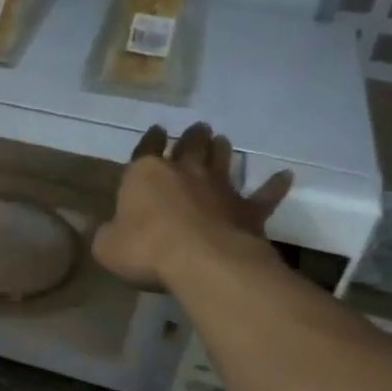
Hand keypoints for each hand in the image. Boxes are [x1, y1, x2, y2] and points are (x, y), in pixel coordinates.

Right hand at [93, 123, 291, 290]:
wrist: (202, 261)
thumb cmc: (145, 249)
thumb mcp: (107, 246)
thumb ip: (107, 234)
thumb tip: (106, 230)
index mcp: (145, 175)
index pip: (145, 149)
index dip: (150, 140)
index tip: (156, 130)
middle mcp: (184, 172)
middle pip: (190, 146)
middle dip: (192, 137)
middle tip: (198, 129)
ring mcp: (219, 188)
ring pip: (222, 160)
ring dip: (222, 150)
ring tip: (223, 141)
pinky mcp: (247, 210)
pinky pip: (264, 195)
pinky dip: (274, 185)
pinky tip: (285, 176)